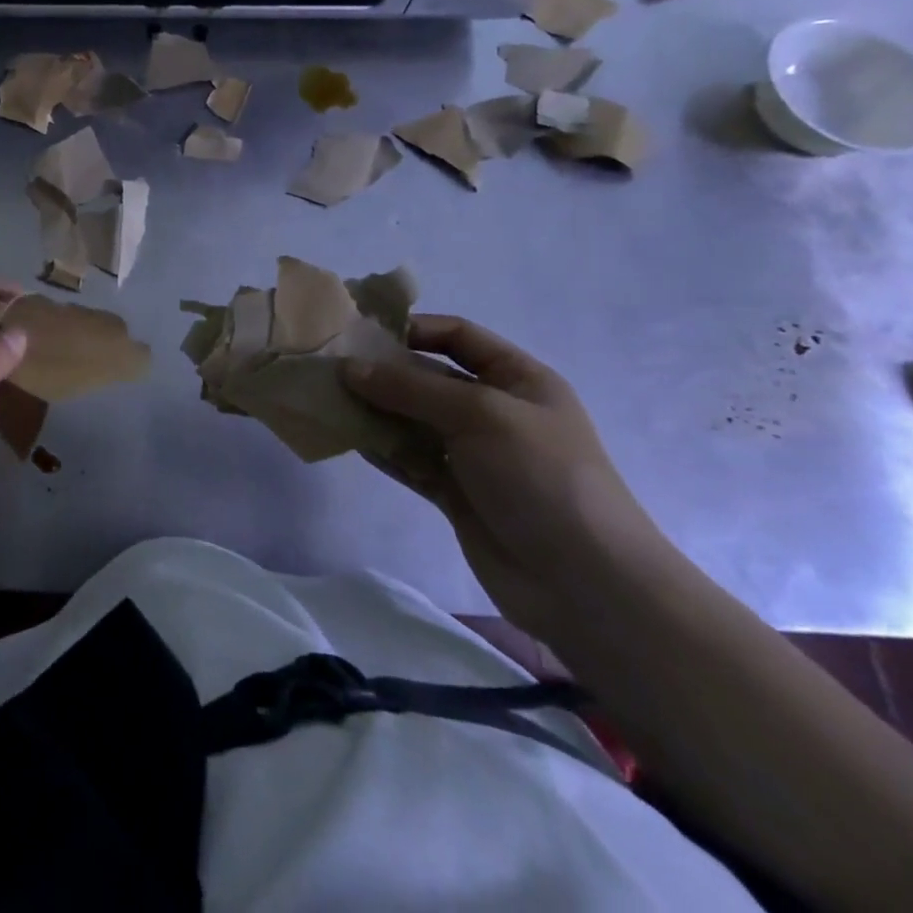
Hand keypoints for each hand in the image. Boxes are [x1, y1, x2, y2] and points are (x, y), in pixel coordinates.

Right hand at [342, 315, 675, 637]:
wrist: (585, 584)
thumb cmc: (542, 476)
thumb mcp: (479, 414)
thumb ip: (410, 387)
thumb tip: (348, 367)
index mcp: (518, 380)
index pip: (459, 336)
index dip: (413, 328)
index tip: (361, 332)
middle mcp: (494, 411)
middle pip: (428, 377)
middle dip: (382, 371)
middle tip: (330, 368)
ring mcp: (474, 454)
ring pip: (412, 420)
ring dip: (374, 410)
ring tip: (327, 401)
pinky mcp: (455, 492)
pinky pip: (409, 459)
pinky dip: (381, 448)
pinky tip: (346, 438)